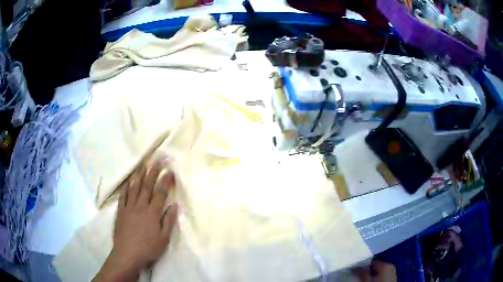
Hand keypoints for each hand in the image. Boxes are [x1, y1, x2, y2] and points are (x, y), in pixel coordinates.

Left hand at [93, 158, 177, 281]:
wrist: (127, 254)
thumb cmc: (148, 248)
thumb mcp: (164, 239)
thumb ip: (169, 221)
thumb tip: (174, 205)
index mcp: (152, 213)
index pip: (160, 193)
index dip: (165, 181)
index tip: (169, 171)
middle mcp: (140, 206)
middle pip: (147, 186)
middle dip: (153, 172)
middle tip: (157, 160)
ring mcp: (129, 207)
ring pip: (135, 188)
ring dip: (139, 176)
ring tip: (143, 165)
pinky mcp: (121, 211)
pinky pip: (123, 196)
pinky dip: (126, 187)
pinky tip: (128, 181)